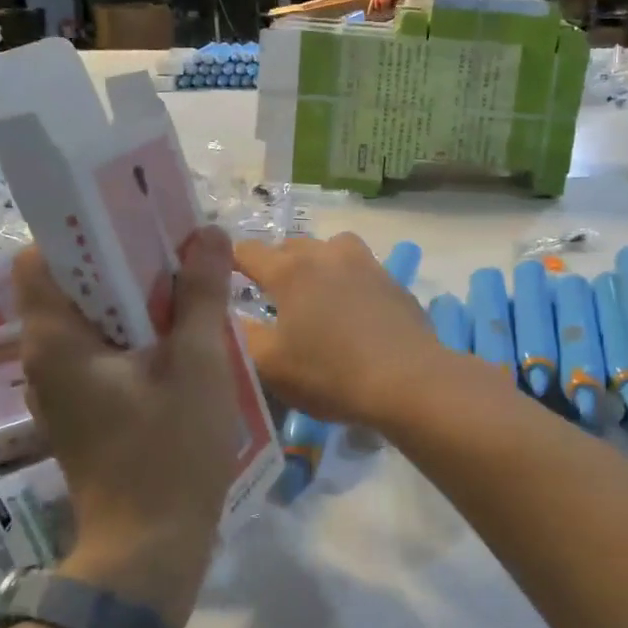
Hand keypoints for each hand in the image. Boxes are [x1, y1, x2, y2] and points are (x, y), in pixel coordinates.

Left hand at [14, 230, 240, 617]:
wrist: (149, 550)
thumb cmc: (171, 451)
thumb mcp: (199, 362)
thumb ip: (201, 293)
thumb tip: (207, 233)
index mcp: (55, 341)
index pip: (40, 258)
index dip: (80, 230)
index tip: (130, 219)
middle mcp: (43, 359)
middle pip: (67, 285)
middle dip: (117, 259)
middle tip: (171, 246)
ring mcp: (60, 389)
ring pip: (87, 319)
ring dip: (128, 296)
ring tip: (181, 284)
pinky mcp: (82, 410)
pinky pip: (98, 350)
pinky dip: (130, 332)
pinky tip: (175, 335)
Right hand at [232, 233, 450, 429]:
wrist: (408, 381)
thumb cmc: (330, 374)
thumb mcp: (270, 365)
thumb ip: (241, 336)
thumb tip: (227, 317)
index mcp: (291, 271)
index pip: (248, 252)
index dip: (228, 259)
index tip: (218, 270)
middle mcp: (327, 255)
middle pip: (291, 247)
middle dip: (274, 263)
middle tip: (266, 292)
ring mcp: (365, 264)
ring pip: (331, 249)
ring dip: (316, 263)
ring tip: (313, 292)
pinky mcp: (393, 281)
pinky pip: (360, 269)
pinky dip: (347, 280)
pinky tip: (351, 309)